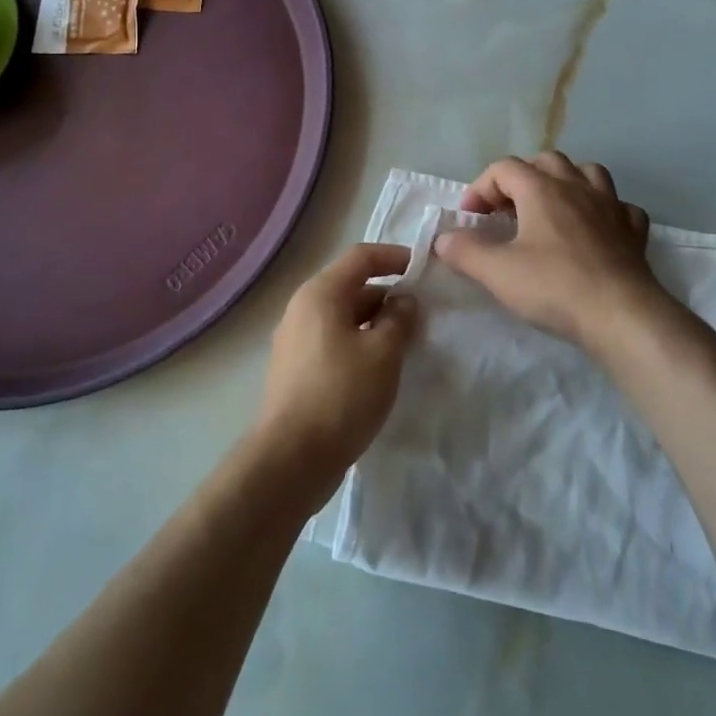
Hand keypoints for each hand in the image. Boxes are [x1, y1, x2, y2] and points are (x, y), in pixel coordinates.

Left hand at [252, 244, 415, 502]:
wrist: (291, 458)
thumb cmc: (341, 395)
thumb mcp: (383, 353)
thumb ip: (399, 319)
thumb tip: (403, 301)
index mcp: (321, 293)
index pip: (361, 257)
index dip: (394, 257)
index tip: (424, 269)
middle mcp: (303, 308)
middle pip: (351, 286)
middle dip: (388, 296)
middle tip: (422, 316)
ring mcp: (296, 340)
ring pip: (344, 317)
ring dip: (376, 324)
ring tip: (407, 344)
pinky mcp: (297, 369)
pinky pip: (335, 341)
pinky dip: (360, 344)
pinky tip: (380, 369)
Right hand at [434, 152, 665, 347]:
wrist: (621, 315)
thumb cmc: (554, 286)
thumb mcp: (497, 272)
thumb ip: (464, 251)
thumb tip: (443, 239)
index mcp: (542, 188)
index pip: (503, 168)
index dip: (480, 188)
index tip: (470, 219)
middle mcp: (577, 187)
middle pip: (545, 161)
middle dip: (521, 178)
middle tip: (507, 211)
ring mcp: (610, 206)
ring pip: (587, 173)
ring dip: (565, 182)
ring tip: (551, 208)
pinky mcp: (633, 231)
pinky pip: (619, 206)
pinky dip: (603, 211)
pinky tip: (595, 229)